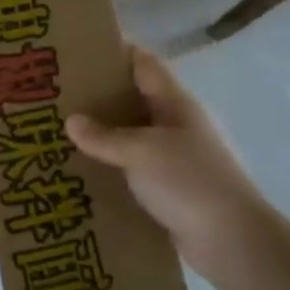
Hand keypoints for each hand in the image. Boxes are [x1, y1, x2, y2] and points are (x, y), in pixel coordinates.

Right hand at [66, 43, 276, 277]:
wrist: (232, 241)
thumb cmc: (189, 181)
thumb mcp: (140, 151)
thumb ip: (103, 136)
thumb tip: (71, 121)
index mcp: (176, 105)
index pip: (144, 65)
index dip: (116, 52)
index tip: (79, 49)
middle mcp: (177, 125)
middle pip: (134, 99)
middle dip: (100, 95)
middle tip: (58, 93)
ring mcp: (176, 158)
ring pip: (132, 136)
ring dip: (102, 134)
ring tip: (61, 131)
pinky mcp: (170, 188)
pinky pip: (133, 168)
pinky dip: (110, 165)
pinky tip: (82, 169)